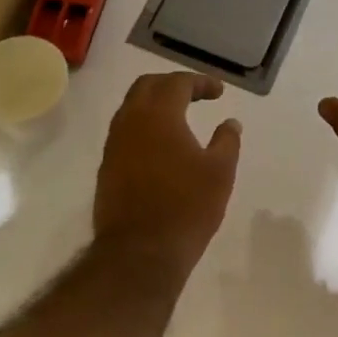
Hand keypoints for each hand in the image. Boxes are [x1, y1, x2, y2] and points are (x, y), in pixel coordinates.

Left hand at [94, 72, 241, 275]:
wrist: (139, 254)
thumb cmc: (186, 207)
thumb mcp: (220, 172)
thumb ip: (227, 141)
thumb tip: (230, 123)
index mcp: (159, 115)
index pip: (177, 83)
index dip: (200, 82)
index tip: (219, 92)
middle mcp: (130, 122)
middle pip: (147, 86)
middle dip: (172, 84)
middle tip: (196, 94)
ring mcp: (114, 145)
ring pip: (131, 108)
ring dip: (155, 104)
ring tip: (180, 117)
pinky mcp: (107, 167)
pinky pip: (125, 132)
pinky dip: (144, 126)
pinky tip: (162, 145)